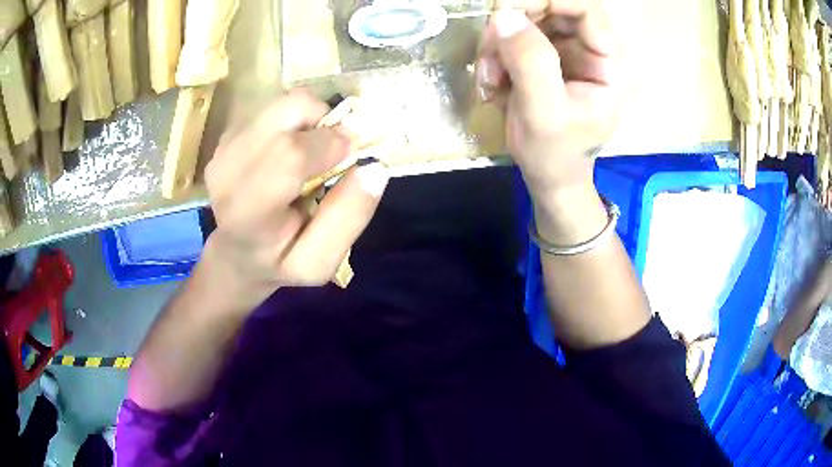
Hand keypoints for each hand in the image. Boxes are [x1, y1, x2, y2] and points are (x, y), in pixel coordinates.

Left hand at [202, 90, 388, 308]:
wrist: (235, 251)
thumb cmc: (279, 260)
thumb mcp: (319, 262)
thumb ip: (348, 219)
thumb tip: (375, 168)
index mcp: (248, 211)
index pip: (289, 154)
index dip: (330, 144)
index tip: (351, 154)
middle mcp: (228, 169)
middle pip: (290, 110)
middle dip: (326, 123)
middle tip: (333, 153)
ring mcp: (224, 146)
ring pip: (286, 103)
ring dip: (311, 121)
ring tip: (309, 154)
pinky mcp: (228, 133)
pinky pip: (275, 108)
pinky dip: (294, 122)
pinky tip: (287, 152)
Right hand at [476, 2, 622, 208]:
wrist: (549, 175)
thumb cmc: (556, 153)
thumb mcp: (544, 113)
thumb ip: (530, 63)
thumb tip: (504, 15)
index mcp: (606, 62)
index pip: (585, 9)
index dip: (547, 0)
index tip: (507, 9)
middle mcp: (587, 48)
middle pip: (550, 7)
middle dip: (513, 24)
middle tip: (489, 53)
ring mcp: (564, 50)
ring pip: (525, 20)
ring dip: (498, 43)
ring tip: (489, 79)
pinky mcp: (542, 56)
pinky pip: (512, 37)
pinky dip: (495, 54)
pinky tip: (493, 83)